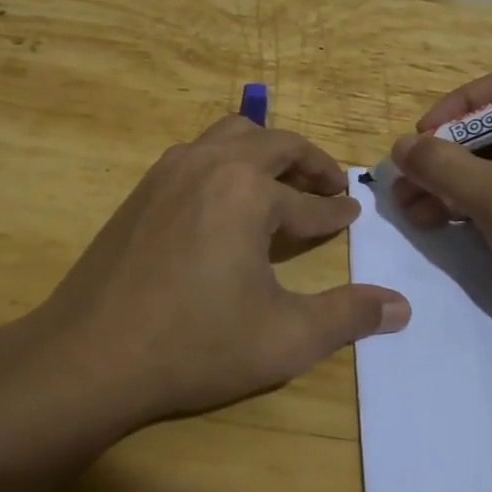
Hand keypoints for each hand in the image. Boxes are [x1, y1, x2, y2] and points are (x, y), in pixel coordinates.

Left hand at [31, 116, 408, 426]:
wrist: (90, 356)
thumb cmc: (195, 345)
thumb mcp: (285, 337)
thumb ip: (347, 316)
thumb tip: (401, 307)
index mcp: (248, 191)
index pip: (309, 200)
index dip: (336, 212)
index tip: (352, 214)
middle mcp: (210, 163)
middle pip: (274, 144)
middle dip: (309, 164)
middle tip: (330, 188)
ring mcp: (169, 171)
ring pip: (231, 136)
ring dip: (265, 153)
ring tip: (282, 184)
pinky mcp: (141, 189)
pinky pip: (197, 154)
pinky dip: (227, 163)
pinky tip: (226, 202)